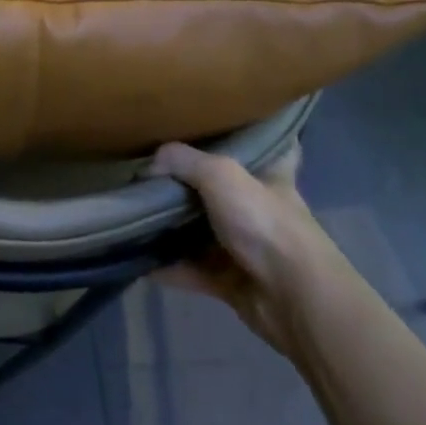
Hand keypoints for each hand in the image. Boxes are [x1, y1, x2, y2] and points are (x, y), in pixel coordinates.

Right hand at [144, 142, 336, 355]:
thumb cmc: (265, 223)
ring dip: (171, 227)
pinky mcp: (230, 280)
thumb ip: (182, 161)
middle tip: (149, 170)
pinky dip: (166, 266)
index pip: (270, 147)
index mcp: (270, 177)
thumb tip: (149, 166)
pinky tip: (135, 257)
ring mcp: (245, 247)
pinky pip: (190, 269)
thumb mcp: (221, 175)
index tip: (221, 126)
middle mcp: (258, 210)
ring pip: (202, 231)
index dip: (251, 135)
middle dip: (188, 183)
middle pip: (221, 190)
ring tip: (132, 212)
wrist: (293, 298)